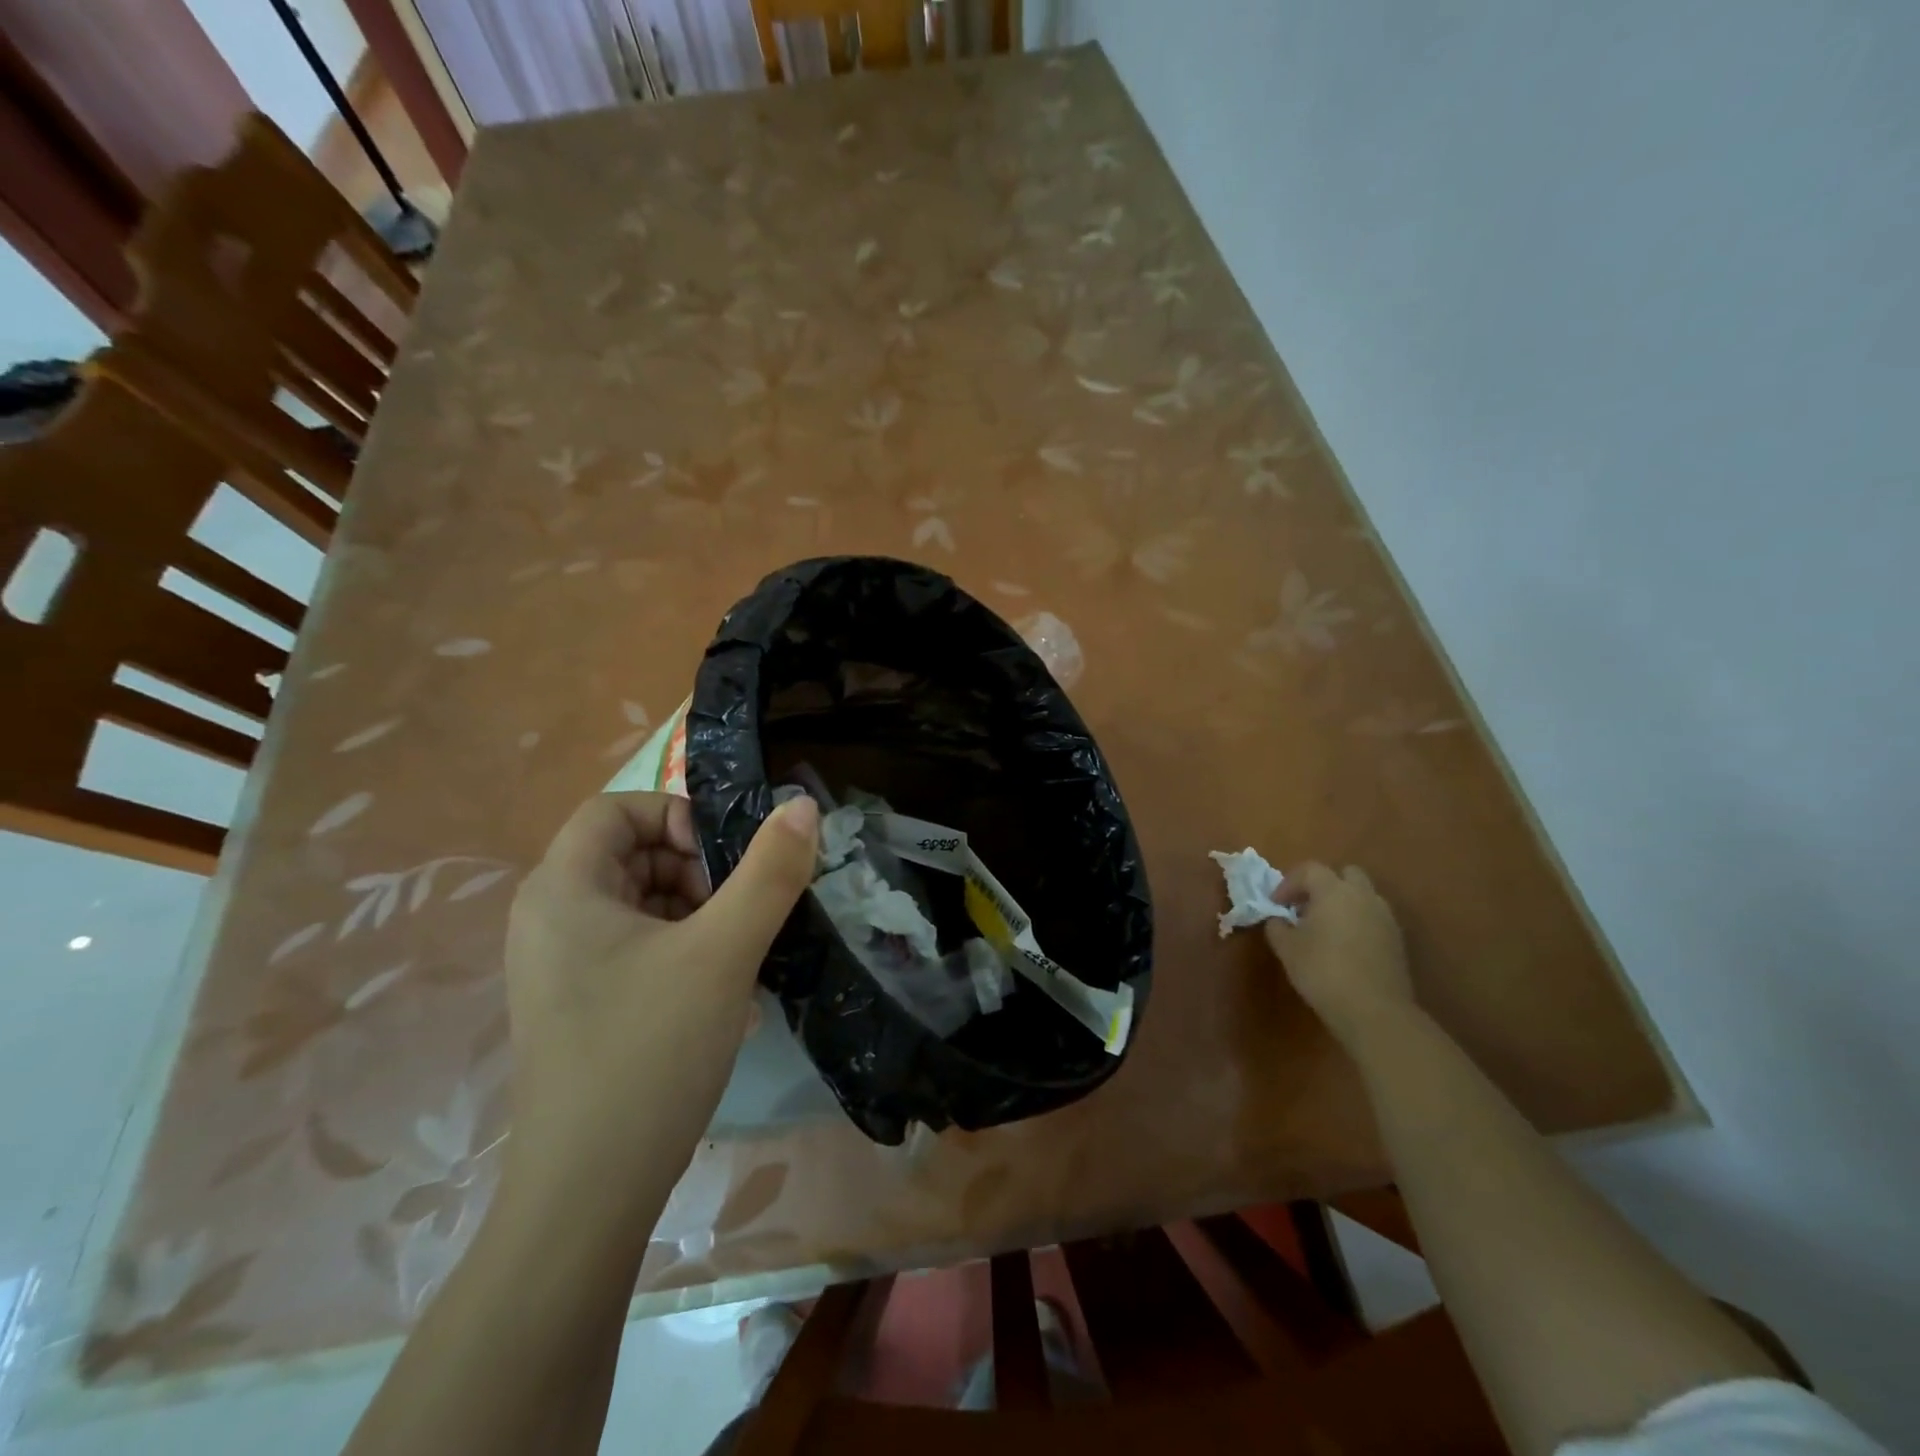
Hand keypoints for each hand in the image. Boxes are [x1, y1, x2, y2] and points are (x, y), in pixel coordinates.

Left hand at [500, 791, 818, 1228]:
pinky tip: (724, 994)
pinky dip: (683, 951)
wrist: (588, 1196)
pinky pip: (637, 949)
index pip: (615, 809)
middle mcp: (549, 920)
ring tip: (740, 954)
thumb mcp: (724, 951)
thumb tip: (803, 805)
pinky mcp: (580, 1006)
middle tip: (739, 910)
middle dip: (695, 869)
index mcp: (562, 890)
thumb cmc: (650, 1052)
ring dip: (698, 913)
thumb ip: (769, 872)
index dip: (675, 816)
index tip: (725, 859)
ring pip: (640, 904)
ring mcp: (561, 968)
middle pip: (630, 855)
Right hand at [1264, 862, 1413, 1049]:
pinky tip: (1344, 947)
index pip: (1309, 870)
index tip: (1276, 904)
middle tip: (1305, 908)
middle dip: (1323, 885)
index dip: (1288, 883)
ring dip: (1342, 904)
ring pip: (1362, 896)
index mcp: (1334, 891)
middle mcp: (1363, 896)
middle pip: (1344, 874)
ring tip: (1324, 929)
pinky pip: (1373, 918)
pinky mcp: (1397, 940)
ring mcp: (1385, 917)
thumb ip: (1277, 926)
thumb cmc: (1323, 971)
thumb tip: (1278, 919)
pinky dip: (1357, 922)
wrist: (1374, 1010)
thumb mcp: (1287, 948)